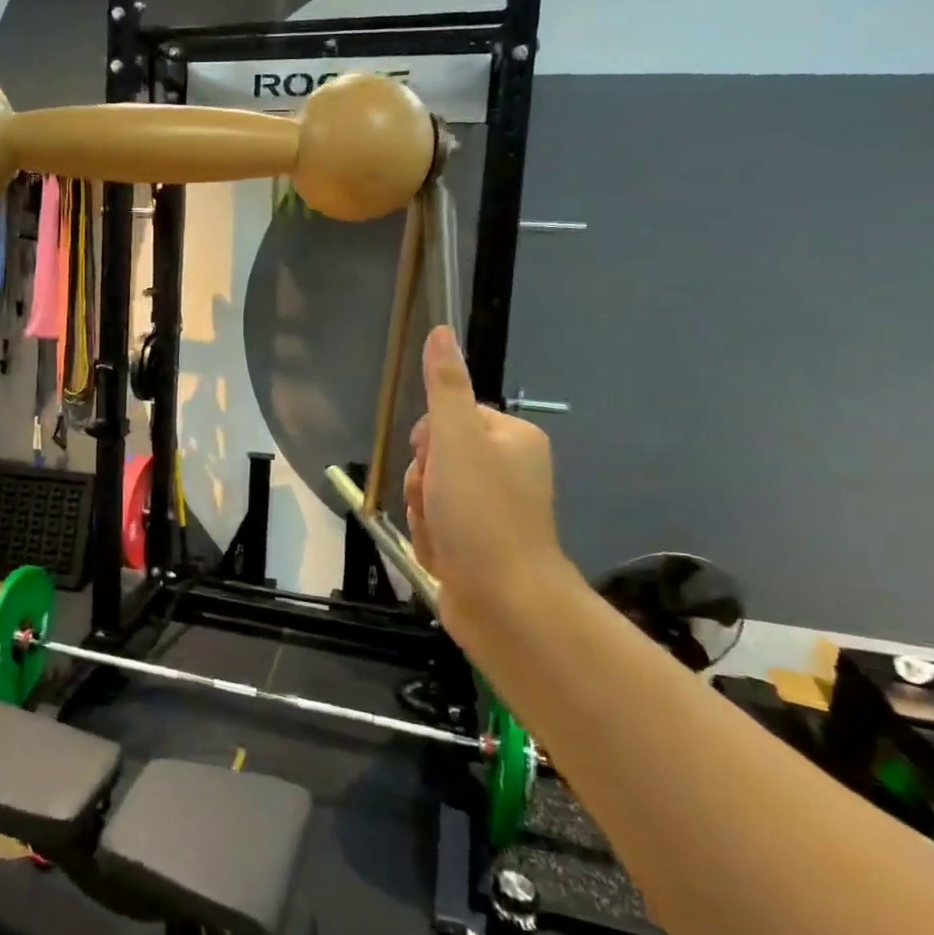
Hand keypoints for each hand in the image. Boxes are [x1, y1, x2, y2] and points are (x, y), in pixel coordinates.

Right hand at [404, 326, 562, 627]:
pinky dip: (430, 540)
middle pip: (433, 458)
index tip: (435, 463)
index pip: (447, 419)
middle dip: (422, 483)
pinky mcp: (478, 544)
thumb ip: (445, 386)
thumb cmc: (482, 513)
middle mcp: (507, 469)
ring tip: (441, 536)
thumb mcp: (457, 440)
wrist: (505, 603)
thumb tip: (441, 331)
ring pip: (428, 495)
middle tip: (437, 503)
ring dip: (422, 514)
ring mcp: (492, 510)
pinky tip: (443, 556)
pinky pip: (434, 527)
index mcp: (511, 437)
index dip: (430, 441)